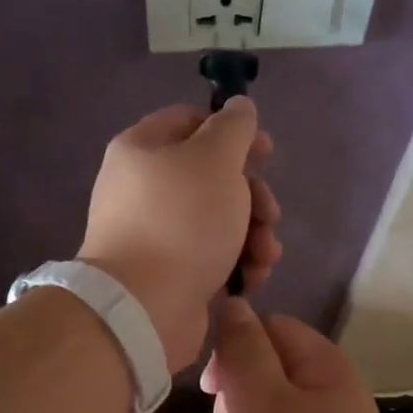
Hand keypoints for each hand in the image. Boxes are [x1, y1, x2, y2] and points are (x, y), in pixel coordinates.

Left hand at [78, 100, 281, 370]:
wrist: (145, 307)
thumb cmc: (182, 221)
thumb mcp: (216, 160)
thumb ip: (234, 128)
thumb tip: (240, 106)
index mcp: (142, 149)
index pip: (190, 121)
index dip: (233, 132)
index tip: (265, 152)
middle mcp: (142, 188)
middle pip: (210, 176)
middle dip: (252, 195)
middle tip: (270, 214)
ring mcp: (153, 233)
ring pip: (217, 219)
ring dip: (253, 234)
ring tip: (265, 255)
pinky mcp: (168, 272)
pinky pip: (210, 255)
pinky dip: (236, 262)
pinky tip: (253, 277)